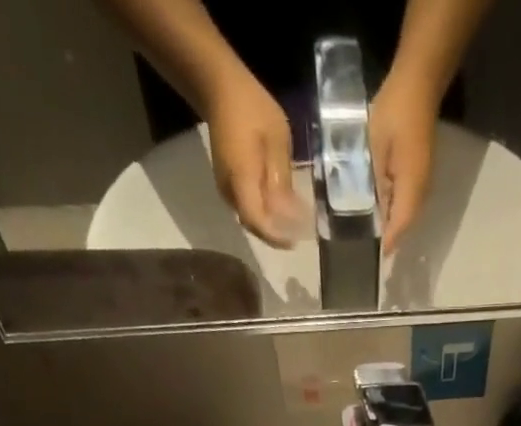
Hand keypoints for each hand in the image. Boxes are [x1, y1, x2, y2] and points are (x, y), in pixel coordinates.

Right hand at [203, 70, 305, 246]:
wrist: (219, 88)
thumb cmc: (251, 107)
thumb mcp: (277, 139)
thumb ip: (281, 178)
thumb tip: (290, 213)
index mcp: (241, 179)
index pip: (257, 221)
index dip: (277, 236)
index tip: (297, 240)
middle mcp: (230, 191)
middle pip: (255, 225)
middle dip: (278, 232)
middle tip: (301, 232)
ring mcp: (226, 189)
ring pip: (252, 218)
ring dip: (273, 223)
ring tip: (295, 221)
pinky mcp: (229, 185)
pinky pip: (249, 207)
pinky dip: (266, 212)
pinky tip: (282, 206)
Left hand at [369, 72, 439, 251]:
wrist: (418, 83)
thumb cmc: (395, 111)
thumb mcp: (374, 146)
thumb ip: (371, 181)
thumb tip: (364, 210)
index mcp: (411, 188)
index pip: (398, 227)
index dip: (384, 243)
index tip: (367, 257)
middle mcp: (420, 192)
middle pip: (403, 226)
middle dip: (385, 238)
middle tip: (361, 248)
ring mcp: (421, 184)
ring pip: (403, 215)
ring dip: (388, 225)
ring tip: (365, 232)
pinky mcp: (417, 175)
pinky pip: (403, 202)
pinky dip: (390, 209)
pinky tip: (374, 208)